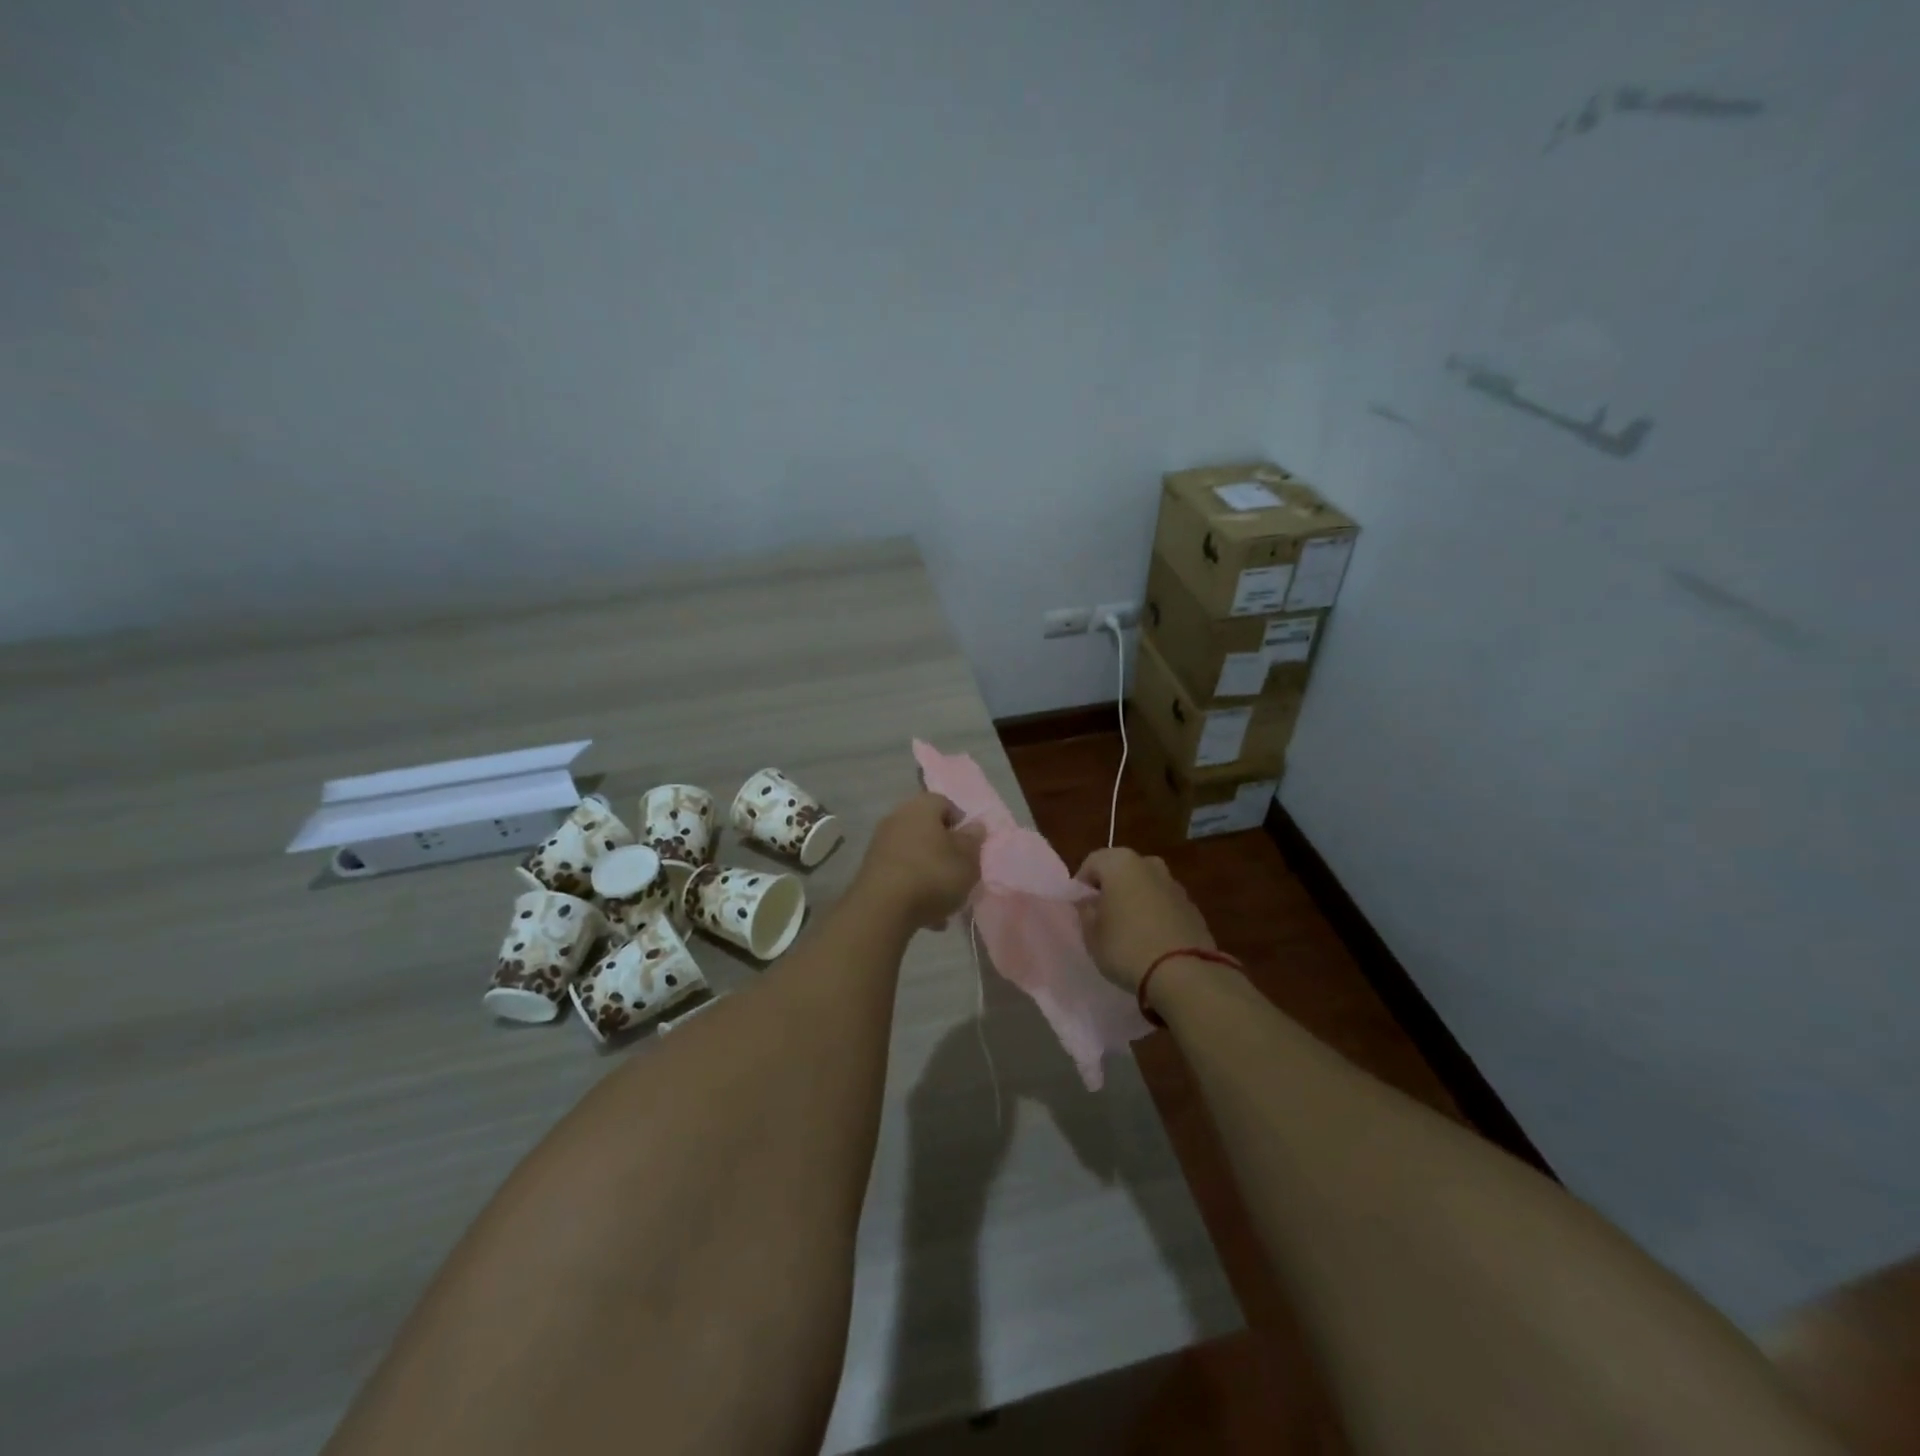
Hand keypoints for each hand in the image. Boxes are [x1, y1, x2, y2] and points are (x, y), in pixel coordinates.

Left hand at [852, 792, 985, 930]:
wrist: (882, 908)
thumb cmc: (933, 875)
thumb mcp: (967, 860)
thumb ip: (973, 841)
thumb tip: (975, 826)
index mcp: (922, 807)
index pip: (946, 804)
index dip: (961, 825)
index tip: (971, 848)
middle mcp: (897, 817)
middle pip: (928, 830)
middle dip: (945, 852)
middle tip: (959, 874)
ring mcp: (880, 843)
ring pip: (915, 855)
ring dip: (930, 874)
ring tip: (945, 902)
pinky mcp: (870, 869)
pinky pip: (900, 874)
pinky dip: (913, 888)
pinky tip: (926, 915)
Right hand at [1074, 847, 1215, 992]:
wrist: (1184, 973)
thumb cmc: (1126, 947)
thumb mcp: (1092, 934)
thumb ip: (1086, 912)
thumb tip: (1089, 902)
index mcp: (1121, 863)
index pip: (1092, 863)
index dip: (1081, 886)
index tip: (1079, 909)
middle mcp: (1150, 865)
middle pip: (1121, 872)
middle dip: (1110, 890)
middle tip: (1102, 917)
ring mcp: (1175, 885)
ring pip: (1145, 887)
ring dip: (1135, 901)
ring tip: (1128, 931)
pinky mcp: (1193, 908)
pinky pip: (1164, 905)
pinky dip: (1155, 915)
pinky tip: (1151, 940)